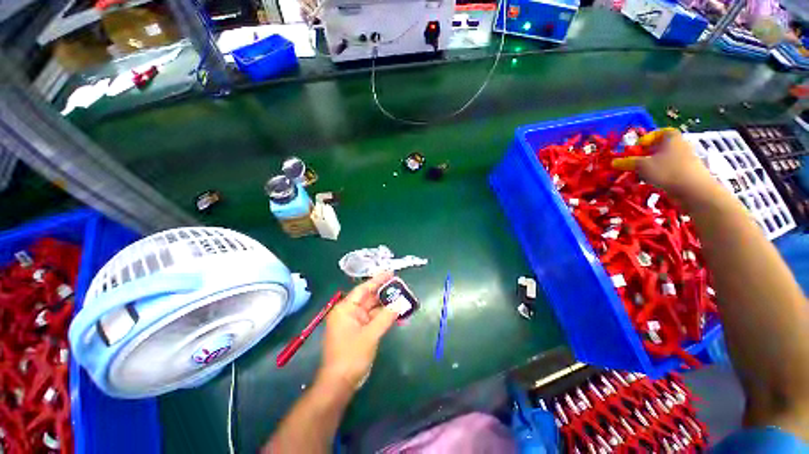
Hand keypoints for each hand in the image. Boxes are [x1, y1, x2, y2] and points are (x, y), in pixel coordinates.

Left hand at [317, 272, 398, 391]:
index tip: (390, 273)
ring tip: (402, 298)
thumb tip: (400, 303)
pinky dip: (385, 316)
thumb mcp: (370, 334)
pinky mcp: (360, 331)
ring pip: (373, 309)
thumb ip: (386, 317)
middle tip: (400, 286)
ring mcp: (355, 322)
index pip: (363, 289)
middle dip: (384, 293)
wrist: (340, 384)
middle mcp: (349, 312)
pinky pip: (374, 319)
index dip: (377, 280)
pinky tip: (397, 314)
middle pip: (369, 298)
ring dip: (386, 305)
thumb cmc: (351, 356)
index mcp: (345, 308)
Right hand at [612, 127, 719, 205]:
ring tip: (641, 176)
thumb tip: (614, 162)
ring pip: (663, 160)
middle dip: (646, 155)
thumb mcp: (643, 166)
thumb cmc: (668, 171)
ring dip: (651, 167)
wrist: (695, 190)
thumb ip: (628, 162)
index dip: (647, 138)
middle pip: (660, 147)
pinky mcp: (686, 173)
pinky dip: (659, 175)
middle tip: (635, 163)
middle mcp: (680, 146)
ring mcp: (685, 160)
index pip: (660, 132)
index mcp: (672, 138)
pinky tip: (653, 183)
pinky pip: (669, 170)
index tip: (637, 148)